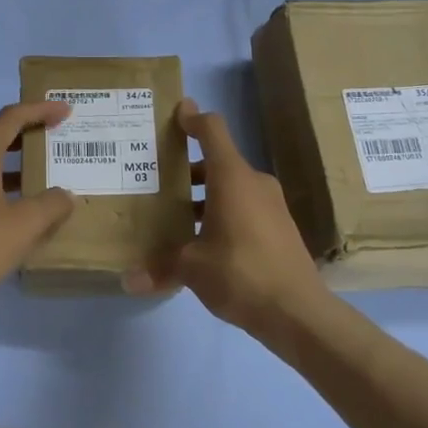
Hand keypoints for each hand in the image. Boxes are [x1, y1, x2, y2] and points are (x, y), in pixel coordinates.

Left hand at [0, 100, 75, 308]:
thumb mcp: (26, 225)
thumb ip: (51, 204)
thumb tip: (65, 195)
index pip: (10, 119)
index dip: (39, 111)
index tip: (64, 112)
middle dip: (10, 129)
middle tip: (35, 141)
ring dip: (2, 160)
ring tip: (32, 178)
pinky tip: (12, 211)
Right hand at [127, 99, 327, 336]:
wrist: (299, 312)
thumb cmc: (241, 274)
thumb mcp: (192, 268)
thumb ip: (159, 268)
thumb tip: (128, 280)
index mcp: (232, 178)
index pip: (212, 130)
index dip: (192, 119)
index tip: (174, 115)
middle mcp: (253, 183)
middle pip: (217, 161)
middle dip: (186, 169)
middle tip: (155, 179)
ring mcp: (271, 205)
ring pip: (230, 186)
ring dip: (203, 194)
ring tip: (173, 214)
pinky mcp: (278, 227)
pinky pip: (243, 207)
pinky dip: (220, 212)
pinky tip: (202, 240)